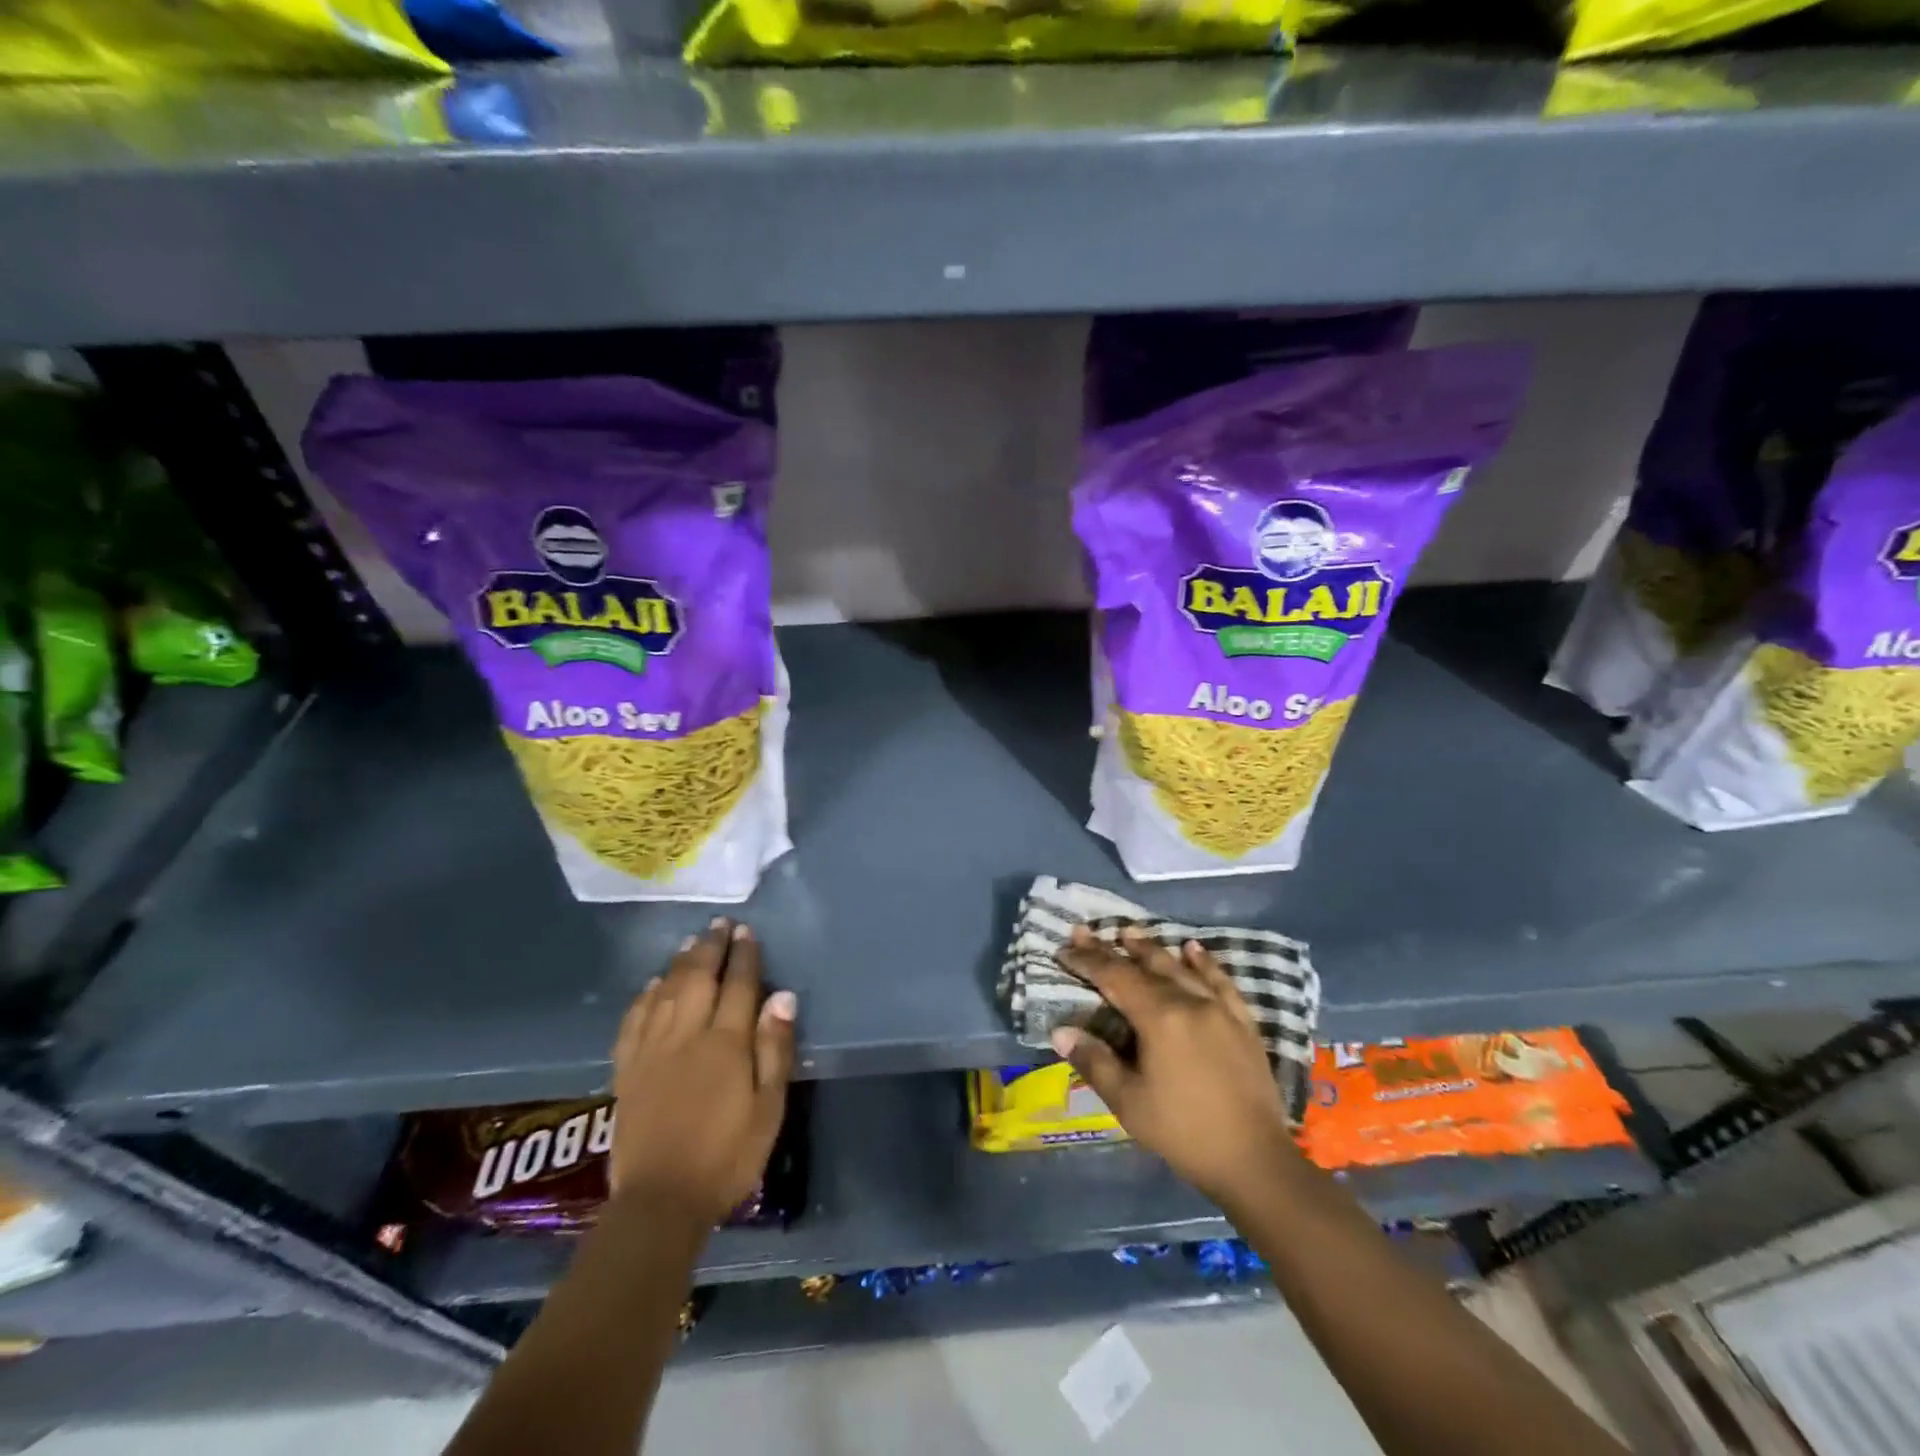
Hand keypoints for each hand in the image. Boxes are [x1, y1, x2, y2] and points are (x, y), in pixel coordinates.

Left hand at [607, 918, 796, 1226]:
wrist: (660, 1202)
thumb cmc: (727, 1156)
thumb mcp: (769, 1108)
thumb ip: (775, 1049)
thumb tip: (783, 997)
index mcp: (725, 1043)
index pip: (738, 986)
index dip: (744, 956)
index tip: (747, 931)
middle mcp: (686, 1035)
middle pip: (698, 978)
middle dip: (710, 948)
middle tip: (720, 924)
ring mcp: (652, 1050)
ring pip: (666, 991)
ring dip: (680, 963)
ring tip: (691, 942)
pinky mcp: (627, 1070)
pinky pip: (634, 1020)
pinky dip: (645, 996)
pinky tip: (653, 985)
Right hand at [1054, 924, 1295, 1207]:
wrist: (1255, 1161)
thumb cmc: (1184, 1132)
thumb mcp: (1128, 1103)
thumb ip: (1094, 1061)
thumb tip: (1060, 1031)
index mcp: (1159, 1018)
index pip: (1115, 977)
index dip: (1087, 961)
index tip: (1063, 948)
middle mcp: (1189, 1002)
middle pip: (1145, 966)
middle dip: (1112, 948)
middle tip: (1086, 932)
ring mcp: (1220, 1009)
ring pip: (1180, 967)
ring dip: (1152, 948)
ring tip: (1130, 932)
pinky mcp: (1242, 1023)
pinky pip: (1221, 981)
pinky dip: (1204, 962)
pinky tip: (1193, 949)